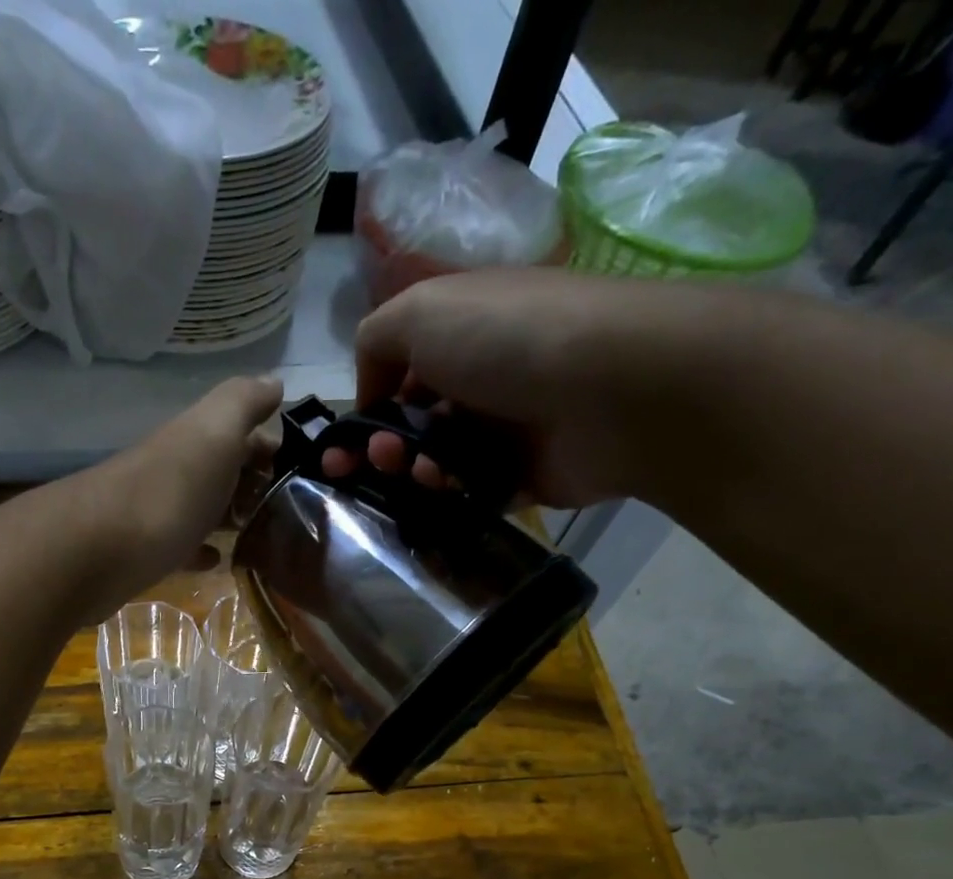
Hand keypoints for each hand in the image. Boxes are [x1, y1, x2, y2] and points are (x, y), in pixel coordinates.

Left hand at [63, 375, 283, 617]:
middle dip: (256, 483)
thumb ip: (243, 403)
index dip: (272, 446)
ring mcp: (160, 512)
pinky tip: (220, 560)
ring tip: (269, 536)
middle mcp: (177, 469)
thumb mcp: (214, 430)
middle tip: (296, 509)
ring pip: (205, 508)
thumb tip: (273, 383)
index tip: (308, 472)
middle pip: (223, 471)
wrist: (99, 551)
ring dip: (232, 516)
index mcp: (195, 439)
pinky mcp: (147, 553)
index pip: (241, 433)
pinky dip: (203, 550)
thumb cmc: (169, 490)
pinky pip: (183, 547)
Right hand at [319, 269, 715, 509]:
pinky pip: (466, 492)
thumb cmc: (509, 339)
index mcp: (459, 333)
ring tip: (415, 470)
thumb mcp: (421, 310)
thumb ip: (374, 341)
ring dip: (409, 470)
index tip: (339, 446)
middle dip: (378, 447)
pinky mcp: (521, 476)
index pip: (396, 375)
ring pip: (432, 463)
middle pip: (409, 425)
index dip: (362, 410)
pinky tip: (444, 487)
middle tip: (373, 460)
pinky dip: (446, 494)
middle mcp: (479, 379)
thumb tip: (368, 392)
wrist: (612, 389)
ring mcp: (501, 430)